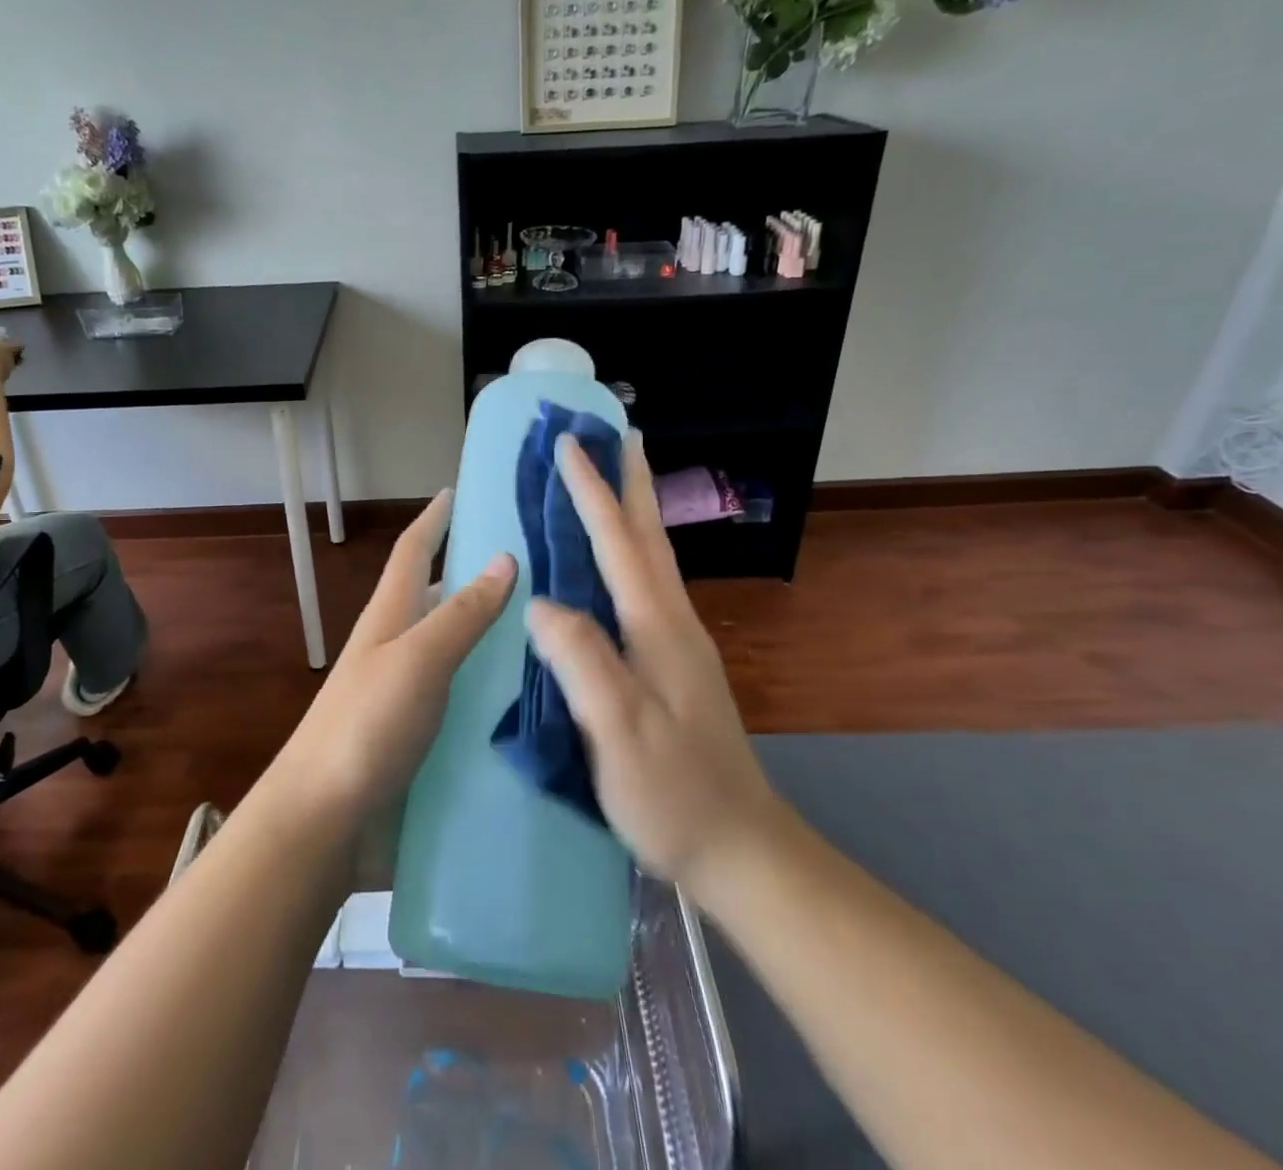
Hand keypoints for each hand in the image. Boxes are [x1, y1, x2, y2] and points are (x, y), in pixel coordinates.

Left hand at [272, 489, 515, 827]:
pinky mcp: (426, 739)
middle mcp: (401, 649)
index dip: (433, 518)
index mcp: (390, 618)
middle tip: (543, 566)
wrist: (324, 824)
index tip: (458, 490)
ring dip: (499, 638)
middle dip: (480, 576)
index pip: (412, 551)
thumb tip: (504, 558)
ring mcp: (412, 696)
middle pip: (442, 598)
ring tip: (560, 631)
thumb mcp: (416, 660)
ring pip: (462, 651)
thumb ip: (460, 614)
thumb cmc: (365, 727)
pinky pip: (471, 702)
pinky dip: (500, 693)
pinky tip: (543, 702)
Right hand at [526, 432, 774, 894]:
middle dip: (630, 482)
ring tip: (612, 480)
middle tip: (616, 435)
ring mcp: (678, 643)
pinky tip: (612, 563)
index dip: (592, 491)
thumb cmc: (674, 793)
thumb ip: (583, 661)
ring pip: (651, 558)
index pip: (618, 542)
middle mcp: (672, 622)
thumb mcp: (620, 731)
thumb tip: (542, 603)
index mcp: (657, 627)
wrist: (739, 848)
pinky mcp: (673, 665)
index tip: (569, 445)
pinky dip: (628, 552)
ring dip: (631, 511)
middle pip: (648, 535)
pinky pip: (644, 587)